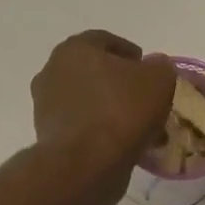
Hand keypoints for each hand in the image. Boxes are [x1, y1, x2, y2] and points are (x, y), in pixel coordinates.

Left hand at [31, 30, 175, 196]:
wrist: (84, 164)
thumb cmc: (120, 111)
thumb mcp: (158, 80)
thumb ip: (159, 67)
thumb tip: (154, 66)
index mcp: (74, 49)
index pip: (104, 41)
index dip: (130, 53)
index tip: (147, 68)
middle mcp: (52, 71)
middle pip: (92, 72)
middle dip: (118, 83)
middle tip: (143, 97)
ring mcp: (45, 105)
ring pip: (87, 101)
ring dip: (109, 109)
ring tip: (137, 126)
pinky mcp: (47, 135)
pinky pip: (81, 125)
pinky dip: (99, 130)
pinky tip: (122, 144)